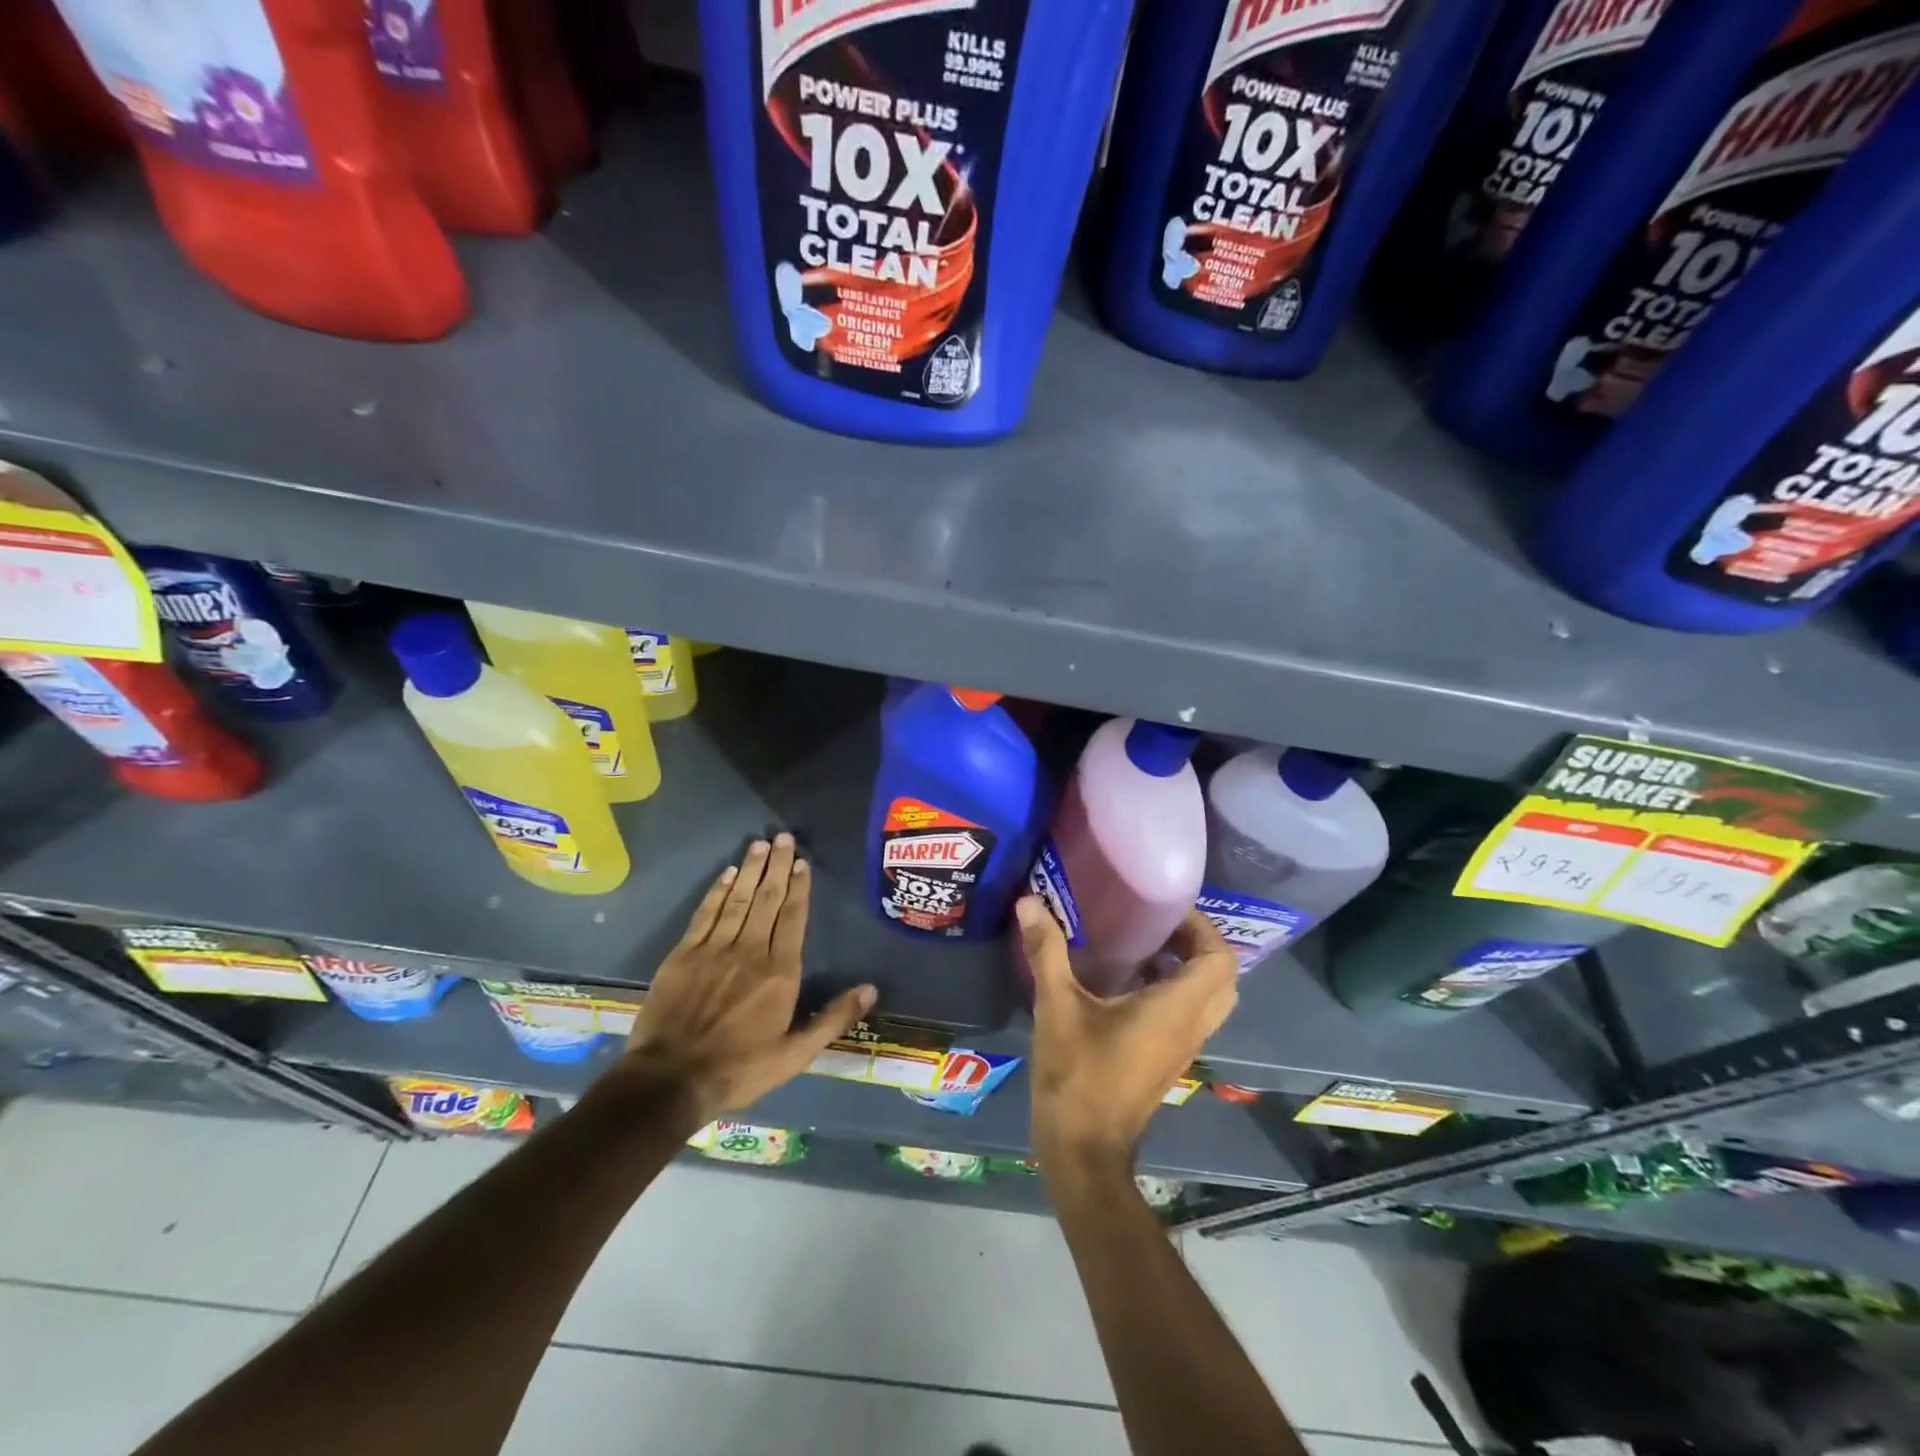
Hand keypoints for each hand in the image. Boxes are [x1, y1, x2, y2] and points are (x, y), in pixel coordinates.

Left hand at [625, 834, 875, 1124]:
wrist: (671, 1080)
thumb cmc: (740, 1069)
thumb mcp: (796, 1054)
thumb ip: (833, 1019)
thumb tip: (871, 989)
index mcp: (780, 972)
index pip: (794, 918)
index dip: (799, 888)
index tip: (803, 863)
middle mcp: (750, 950)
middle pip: (768, 899)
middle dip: (778, 866)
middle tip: (784, 837)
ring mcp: (714, 949)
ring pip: (738, 899)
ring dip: (751, 869)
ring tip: (761, 844)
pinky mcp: (684, 954)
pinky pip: (706, 914)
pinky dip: (717, 891)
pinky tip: (727, 874)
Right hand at [1020, 898, 1237, 1172]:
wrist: (1083, 1150)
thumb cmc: (1077, 1075)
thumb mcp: (1057, 1006)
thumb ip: (1046, 951)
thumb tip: (1029, 901)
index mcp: (1176, 1010)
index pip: (1219, 960)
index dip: (1202, 928)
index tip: (1165, 909)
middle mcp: (1190, 1027)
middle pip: (1221, 978)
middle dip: (1197, 945)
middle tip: (1157, 924)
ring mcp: (1182, 1048)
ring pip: (1208, 1000)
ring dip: (1187, 968)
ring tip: (1143, 944)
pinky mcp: (1168, 1060)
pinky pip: (1189, 1015)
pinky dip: (1174, 990)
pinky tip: (1127, 980)